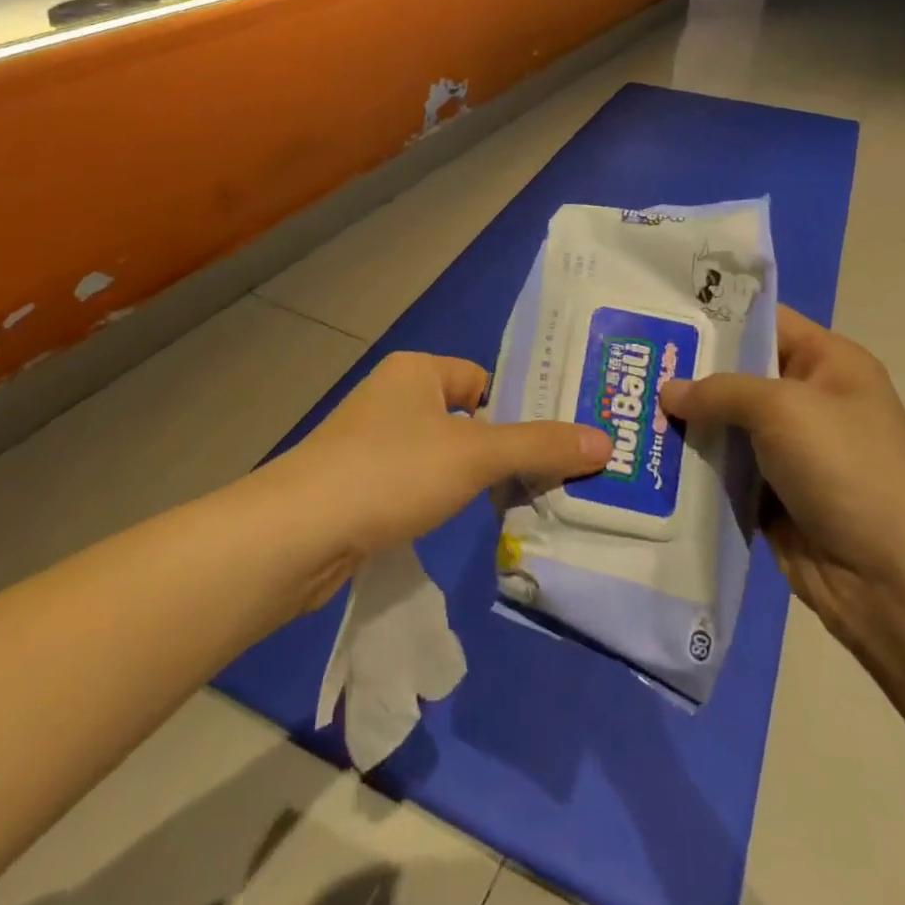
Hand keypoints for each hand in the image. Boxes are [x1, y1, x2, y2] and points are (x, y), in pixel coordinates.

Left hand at [273, 351, 610, 568]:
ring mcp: (372, 443)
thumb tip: (606, 441)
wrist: (299, 533)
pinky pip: (417, 483)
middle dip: (501, 449)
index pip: (482, 380)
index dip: (517, 409)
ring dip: (472, 478)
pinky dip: (441, 500)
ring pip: (441, 454)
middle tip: (552, 480)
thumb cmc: (391, 472)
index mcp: (416, 371)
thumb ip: (539, 446)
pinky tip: (460, 524)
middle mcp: (393, 397)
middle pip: (465, 418)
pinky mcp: (360, 485)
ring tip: (518, 506)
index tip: (555, 446)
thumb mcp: (474, 455)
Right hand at [659, 307, 904, 643]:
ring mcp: (789, 452)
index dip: (715, 316)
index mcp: (828, 363)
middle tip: (628, 362)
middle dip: (687, 372)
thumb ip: (719, 391)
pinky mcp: (772, 497)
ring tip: (625, 408)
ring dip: (684, 423)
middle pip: (737, 374)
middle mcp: (808, 401)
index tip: (659, 315)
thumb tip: (668, 392)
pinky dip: (692, 466)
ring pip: (724, 425)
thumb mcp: (783, 408)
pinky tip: (646, 455)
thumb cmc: (848, 469)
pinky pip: (723, 471)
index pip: (764, 323)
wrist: (896, 582)